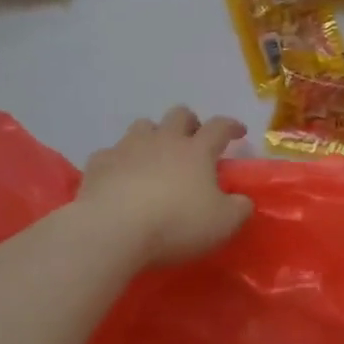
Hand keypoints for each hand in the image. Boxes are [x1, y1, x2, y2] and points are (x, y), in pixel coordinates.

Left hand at [78, 107, 254, 266]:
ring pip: (143, 126)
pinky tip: (119, 176)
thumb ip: (239, 209)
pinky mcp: (99, 163)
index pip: (219, 127)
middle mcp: (163, 140)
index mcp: (196, 151)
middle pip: (179, 115)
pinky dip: (119, 161)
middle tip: (193, 139)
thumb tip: (243, 200)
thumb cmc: (175, 223)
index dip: (231, 126)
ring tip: (155, 154)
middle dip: (190, 122)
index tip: (238, 132)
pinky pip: (110, 153)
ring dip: (153, 134)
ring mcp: (128, 147)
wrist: (113, 229)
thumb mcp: (222, 224)